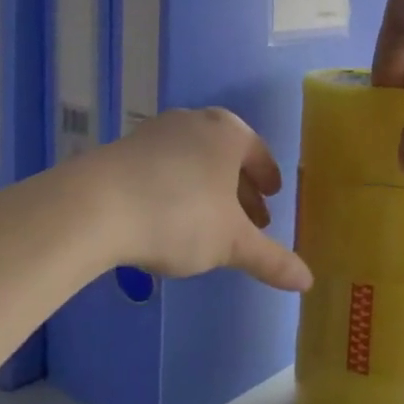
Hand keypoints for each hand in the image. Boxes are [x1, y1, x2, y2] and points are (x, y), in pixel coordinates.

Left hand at [90, 108, 313, 291]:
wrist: (94, 206)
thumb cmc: (180, 215)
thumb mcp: (232, 243)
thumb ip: (271, 259)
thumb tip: (309, 281)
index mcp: (229, 132)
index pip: (259, 153)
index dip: (268, 178)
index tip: (272, 196)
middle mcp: (195, 121)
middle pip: (227, 156)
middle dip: (240, 188)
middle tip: (249, 219)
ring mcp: (155, 132)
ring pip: (194, 159)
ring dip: (208, 188)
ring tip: (211, 221)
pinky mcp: (123, 148)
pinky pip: (163, 166)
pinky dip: (176, 187)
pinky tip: (169, 216)